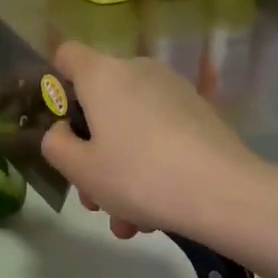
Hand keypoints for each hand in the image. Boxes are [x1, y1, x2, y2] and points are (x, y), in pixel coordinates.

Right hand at [40, 42, 262, 240]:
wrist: (223, 192)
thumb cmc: (137, 174)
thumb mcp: (80, 169)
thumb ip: (55, 144)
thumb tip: (63, 132)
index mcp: (102, 75)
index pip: (66, 54)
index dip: (55, 83)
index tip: (59, 124)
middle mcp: (138, 71)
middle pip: (100, 102)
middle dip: (91, 150)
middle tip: (93, 197)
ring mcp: (174, 91)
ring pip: (131, 127)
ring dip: (121, 171)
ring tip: (127, 222)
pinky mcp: (200, 114)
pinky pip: (160, 136)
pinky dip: (151, 167)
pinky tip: (154, 215)